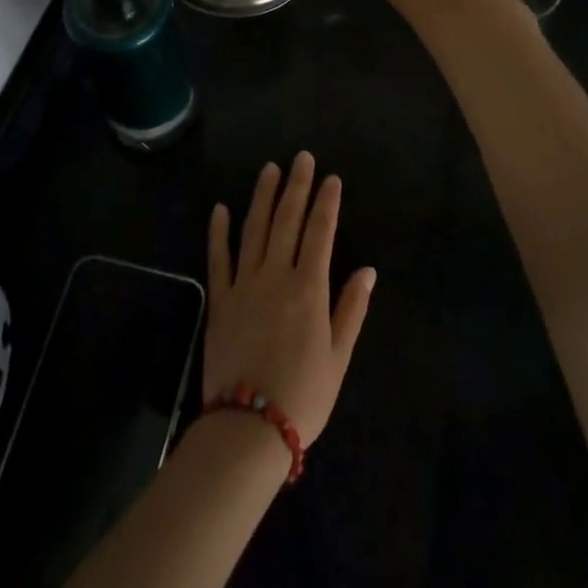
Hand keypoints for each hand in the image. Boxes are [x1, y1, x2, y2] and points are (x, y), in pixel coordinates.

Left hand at [204, 153, 374, 447]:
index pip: (320, 232)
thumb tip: (368, 270)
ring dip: (262, 196)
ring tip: (270, 169)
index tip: (332, 178)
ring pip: (254, 229)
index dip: (327, 202)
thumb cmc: (303, 396)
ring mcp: (244, 284)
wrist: (248, 430)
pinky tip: (221, 208)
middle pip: (287, 220)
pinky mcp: (220, 299)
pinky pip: (218, 258)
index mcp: (309, 288)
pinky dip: (219, 231)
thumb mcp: (338, 357)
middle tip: (302, 157)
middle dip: (297, 186)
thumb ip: (352, 309)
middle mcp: (276, 275)